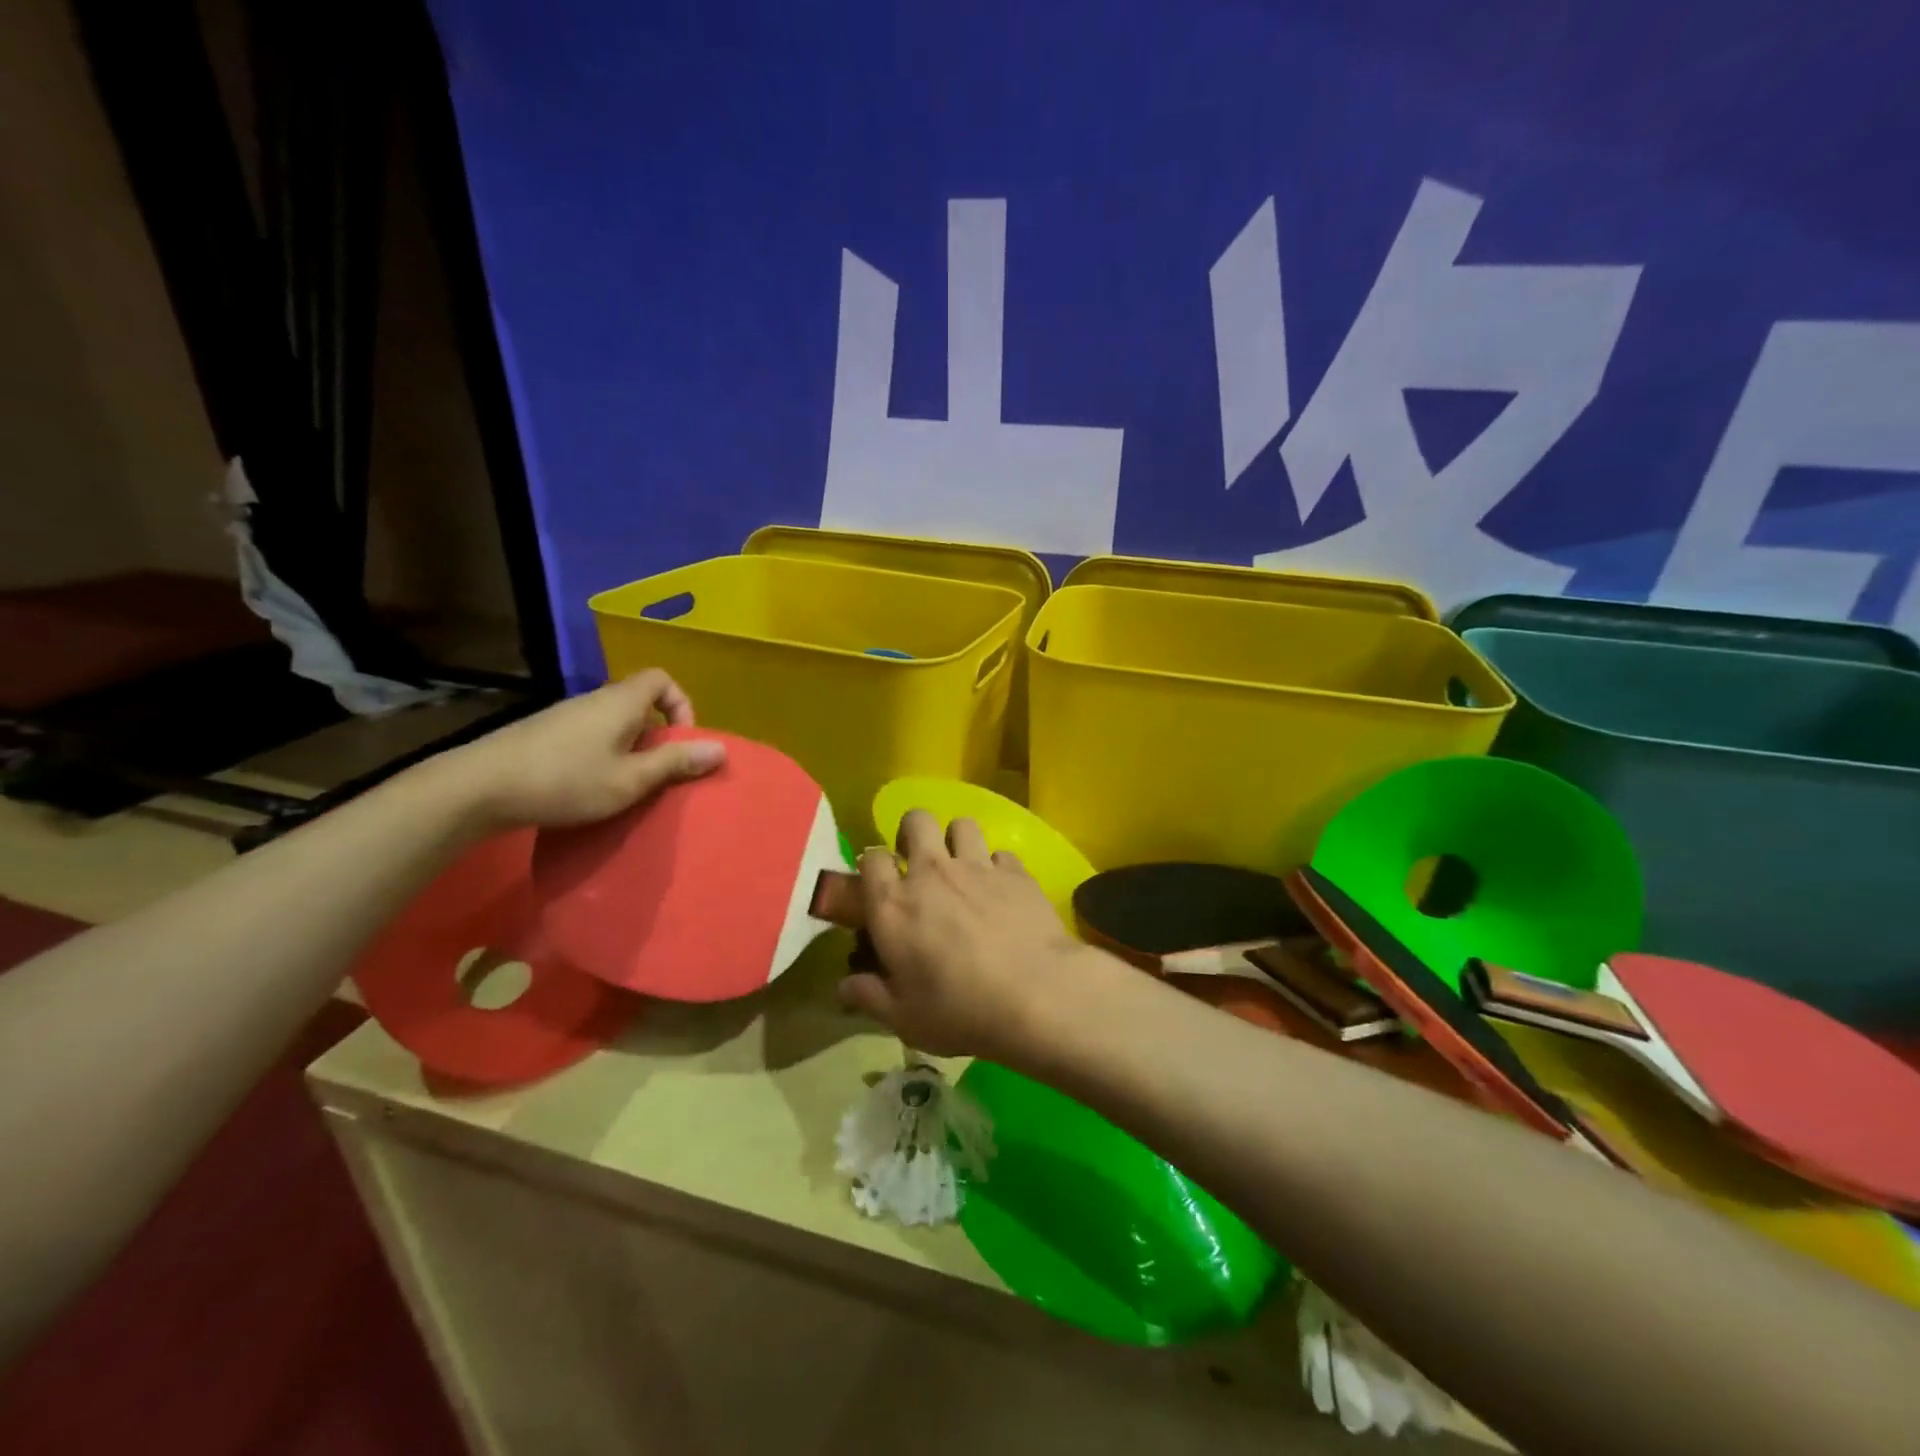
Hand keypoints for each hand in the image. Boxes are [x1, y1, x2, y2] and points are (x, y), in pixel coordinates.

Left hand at [433, 670, 724, 831]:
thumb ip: (675, 763)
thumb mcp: (630, 780)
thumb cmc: (566, 781)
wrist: (479, 788)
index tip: (680, 741)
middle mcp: (594, 699)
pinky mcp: (543, 733)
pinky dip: (602, 751)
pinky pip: (588, 733)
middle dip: (656, 733)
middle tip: (656, 770)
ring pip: (612, 719)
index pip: (661, 679)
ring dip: (628, 745)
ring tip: (625, 782)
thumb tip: (721, 749)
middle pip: (638, 700)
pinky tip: (588, 784)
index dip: (680, 704)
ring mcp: (564, 715)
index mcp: (621, 702)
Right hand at [837, 809, 1113, 1059]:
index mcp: (893, 905)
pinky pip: (1002, 853)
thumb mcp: (904, 1018)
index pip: (870, 859)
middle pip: (916, 820)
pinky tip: (1003, 891)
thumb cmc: (960, 1011)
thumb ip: (870, 996)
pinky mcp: (1016, 871)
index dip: (872, 866)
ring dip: (958, 840)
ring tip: (963, 868)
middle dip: (913, 833)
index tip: (879, 885)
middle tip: (919, 863)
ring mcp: (977, 866)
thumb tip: (843, 988)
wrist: (1036, 996)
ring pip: (962, 825)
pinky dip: (998, 868)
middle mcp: (931, 873)